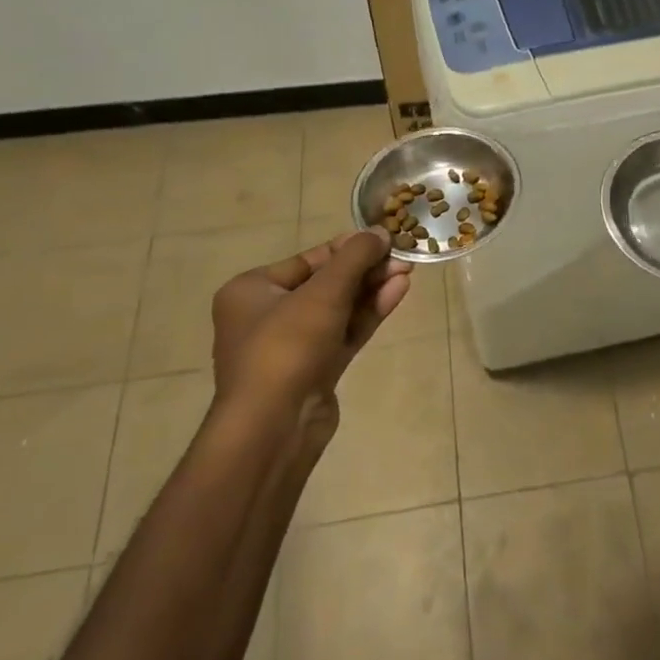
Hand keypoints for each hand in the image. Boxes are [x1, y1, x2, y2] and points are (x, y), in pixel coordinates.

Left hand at [210, 228, 411, 456]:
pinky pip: (344, 332)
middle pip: (325, 282)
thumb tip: (380, 231)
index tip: (383, 237)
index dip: (348, 247)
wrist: (273, 428)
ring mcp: (292, 346)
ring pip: (338, 308)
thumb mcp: (323, 292)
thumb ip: (354, 257)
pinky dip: (369, 313)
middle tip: (403, 255)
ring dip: (372, 289)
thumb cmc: (287, 346)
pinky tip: (398, 292)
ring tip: (408, 270)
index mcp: (251, 291)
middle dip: (365, 269)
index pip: (307, 260)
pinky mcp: (314, 370)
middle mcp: (266, 315)